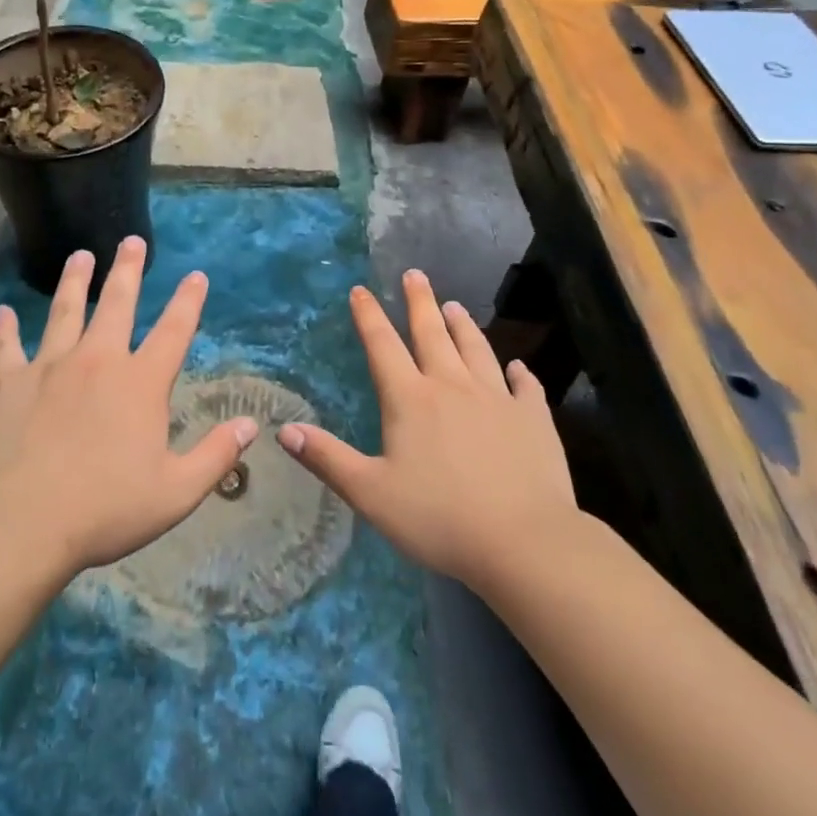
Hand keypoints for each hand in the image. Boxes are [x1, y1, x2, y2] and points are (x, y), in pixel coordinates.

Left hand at [0, 236, 256, 573]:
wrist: (24, 520)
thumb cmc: (106, 508)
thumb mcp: (176, 491)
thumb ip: (216, 454)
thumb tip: (251, 425)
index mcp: (141, 382)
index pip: (173, 330)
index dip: (188, 301)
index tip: (196, 275)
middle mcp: (98, 359)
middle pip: (116, 303)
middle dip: (127, 269)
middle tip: (131, 241)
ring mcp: (50, 365)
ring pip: (64, 310)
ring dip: (73, 281)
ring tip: (79, 256)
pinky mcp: (9, 381)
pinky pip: (7, 345)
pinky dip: (5, 327)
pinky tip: (3, 312)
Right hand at [277, 269, 579, 594]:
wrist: (524, 541)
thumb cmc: (439, 518)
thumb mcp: (370, 493)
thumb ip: (327, 458)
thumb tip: (283, 430)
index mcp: (410, 399)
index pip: (383, 345)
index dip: (369, 315)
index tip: (361, 290)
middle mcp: (452, 386)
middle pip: (432, 333)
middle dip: (420, 302)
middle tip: (415, 274)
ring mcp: (497, 399)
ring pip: (476, 350)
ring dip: (463, 326)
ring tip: (454, 306)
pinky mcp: (533, 419)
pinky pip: (525, 387)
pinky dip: (519, 373)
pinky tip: (518, 367)